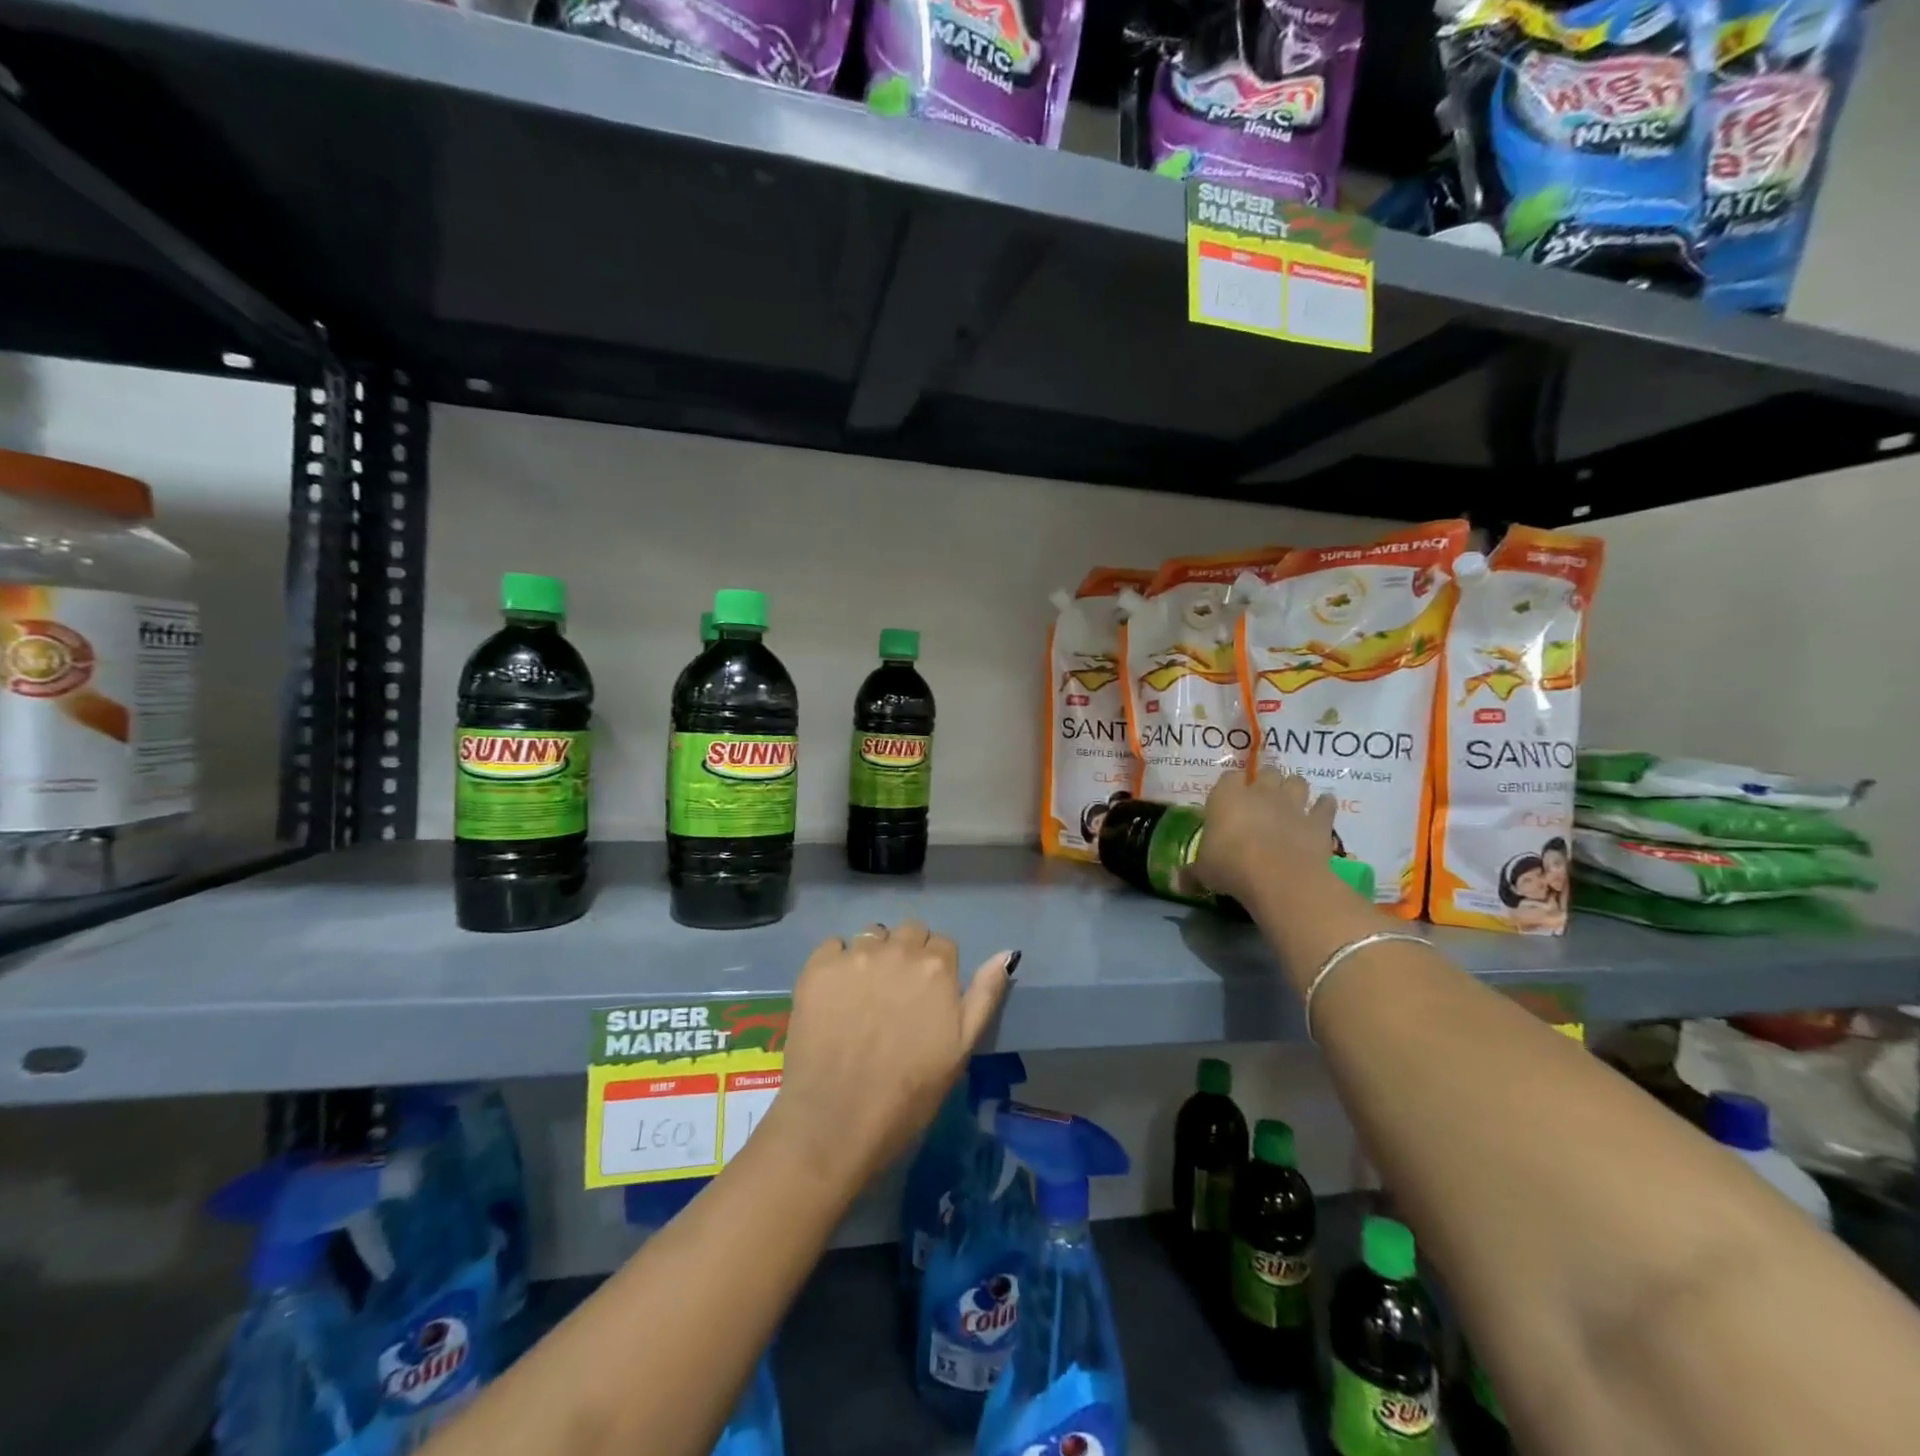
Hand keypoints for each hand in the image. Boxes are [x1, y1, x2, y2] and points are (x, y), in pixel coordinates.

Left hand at [773, 923, 1014, 1191]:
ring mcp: (855, 955)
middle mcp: (898, 950)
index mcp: (937, 967)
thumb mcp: (961, 1049)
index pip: (943, 944)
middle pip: (909, 932)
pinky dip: (837, 962)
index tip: (926, 997)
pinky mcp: (818, 967)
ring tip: (863, 995)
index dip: (937, 969)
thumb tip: (1007, 954)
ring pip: (872, 935)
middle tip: (895, 994)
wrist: (836, 1122)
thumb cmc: (909, 1094)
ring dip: (874, 954)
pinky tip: (834, 995)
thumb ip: (985, 995)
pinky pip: (834, 944)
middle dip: (907, 954)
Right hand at [1194, 766, 1336, 904]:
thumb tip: (1178, 883)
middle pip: (1267, 773)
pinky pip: (1325, 806)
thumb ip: (1192, 873)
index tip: (1228, 800)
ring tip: (1291, 801)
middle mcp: (1260, 792)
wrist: (1279, 877)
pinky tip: (1323, 809)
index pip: (1228, 778)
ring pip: (1297, 782)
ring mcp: (1292, 804)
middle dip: (1266, 782)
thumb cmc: (1231, 866)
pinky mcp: (1318, 821)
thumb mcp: (1204, 872)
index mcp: (1226, 797)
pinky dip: (1324, 806)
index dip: (1230, 787)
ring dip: (1294, 788)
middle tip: (1262, 800)